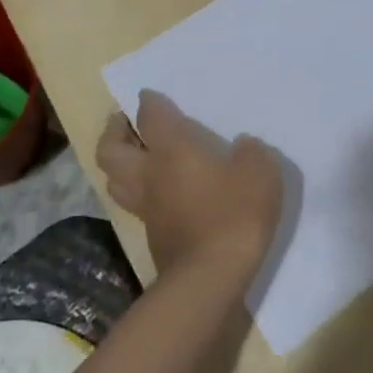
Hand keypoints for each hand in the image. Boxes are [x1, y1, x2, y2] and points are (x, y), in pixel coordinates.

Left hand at [96, 91, 283, 282]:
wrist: (211, 277)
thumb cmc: (234, 213)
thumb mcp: (261, 171)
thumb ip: (250, 152)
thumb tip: (241, 147)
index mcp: (172, 149)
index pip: (150, 115)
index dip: (149, 102)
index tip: (150, 95)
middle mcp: (149, 173)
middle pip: (111, 149)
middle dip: (114, 131)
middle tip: (127, 122)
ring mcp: (146, 208)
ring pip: (114, 179)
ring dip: (119, 163)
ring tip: (137, 155)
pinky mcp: (152, 235)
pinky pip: (134, 204)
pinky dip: (138, 191)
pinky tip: (161, 191)